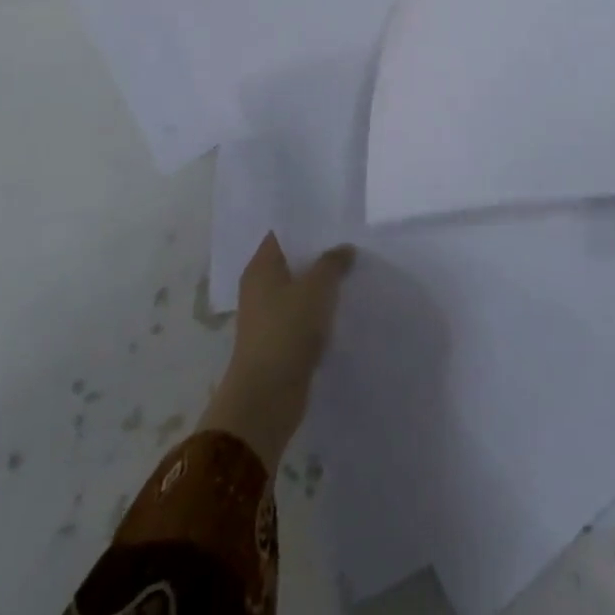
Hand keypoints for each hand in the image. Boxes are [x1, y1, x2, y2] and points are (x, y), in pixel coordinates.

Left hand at [199, 233, 354, 468]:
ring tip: (354, 269)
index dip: (307, 223)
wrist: (267, 398)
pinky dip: (321, 310)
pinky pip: (304, 315)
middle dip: (320, 252)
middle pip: (293, 260)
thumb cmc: (287, 330)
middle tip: (352, 239)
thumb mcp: (317, 286)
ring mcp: (269, 316)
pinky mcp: (280, 341)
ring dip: (323, 283)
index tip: (335, 216)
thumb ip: (333, 262)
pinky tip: (344, 305)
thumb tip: (344, 249)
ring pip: (301, 289)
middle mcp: (260, 288)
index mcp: (261, 267)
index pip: (282, 233)